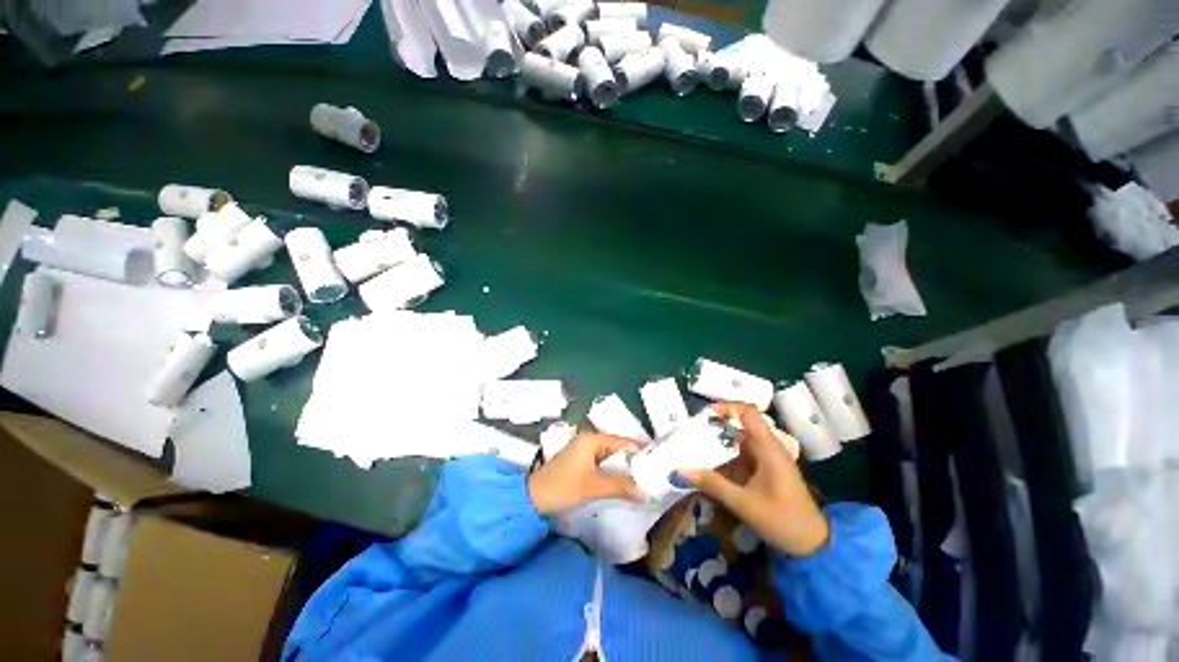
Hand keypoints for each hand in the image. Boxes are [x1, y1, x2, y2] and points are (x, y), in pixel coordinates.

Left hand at [527, 433, 642, 514]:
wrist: (532, 498)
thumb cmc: (562, 487)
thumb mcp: (593, 487)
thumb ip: (620, 486)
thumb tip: (645, 491)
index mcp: (591, 439)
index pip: (622, 442)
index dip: (639, 453)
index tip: (657, 466)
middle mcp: (589, 440)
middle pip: (617, 448)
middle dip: (632, 462)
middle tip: (652, 476)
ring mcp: (584, 450)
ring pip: (610, 457)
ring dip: (623, 469)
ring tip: (642, 481)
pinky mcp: (581, 461)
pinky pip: (602, 463)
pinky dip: (612, 472)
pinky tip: (623, 483)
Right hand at [678, 403, 829, 556]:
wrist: (813, 545)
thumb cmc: (783, 520)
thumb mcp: (744, 503)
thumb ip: (713, 484)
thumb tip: (681, 469)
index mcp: (769, 448)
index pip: (748, 413)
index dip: (727, 408)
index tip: (706, 414)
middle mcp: (769, 448)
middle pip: (741, 425)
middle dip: (717, 426)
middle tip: (694, 432)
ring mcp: (768, 459)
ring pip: (740, 440)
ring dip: (720, 442)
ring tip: (697, 446)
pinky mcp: (766, 470)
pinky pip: (743, 455)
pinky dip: (727, 455)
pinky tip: (712, 465)